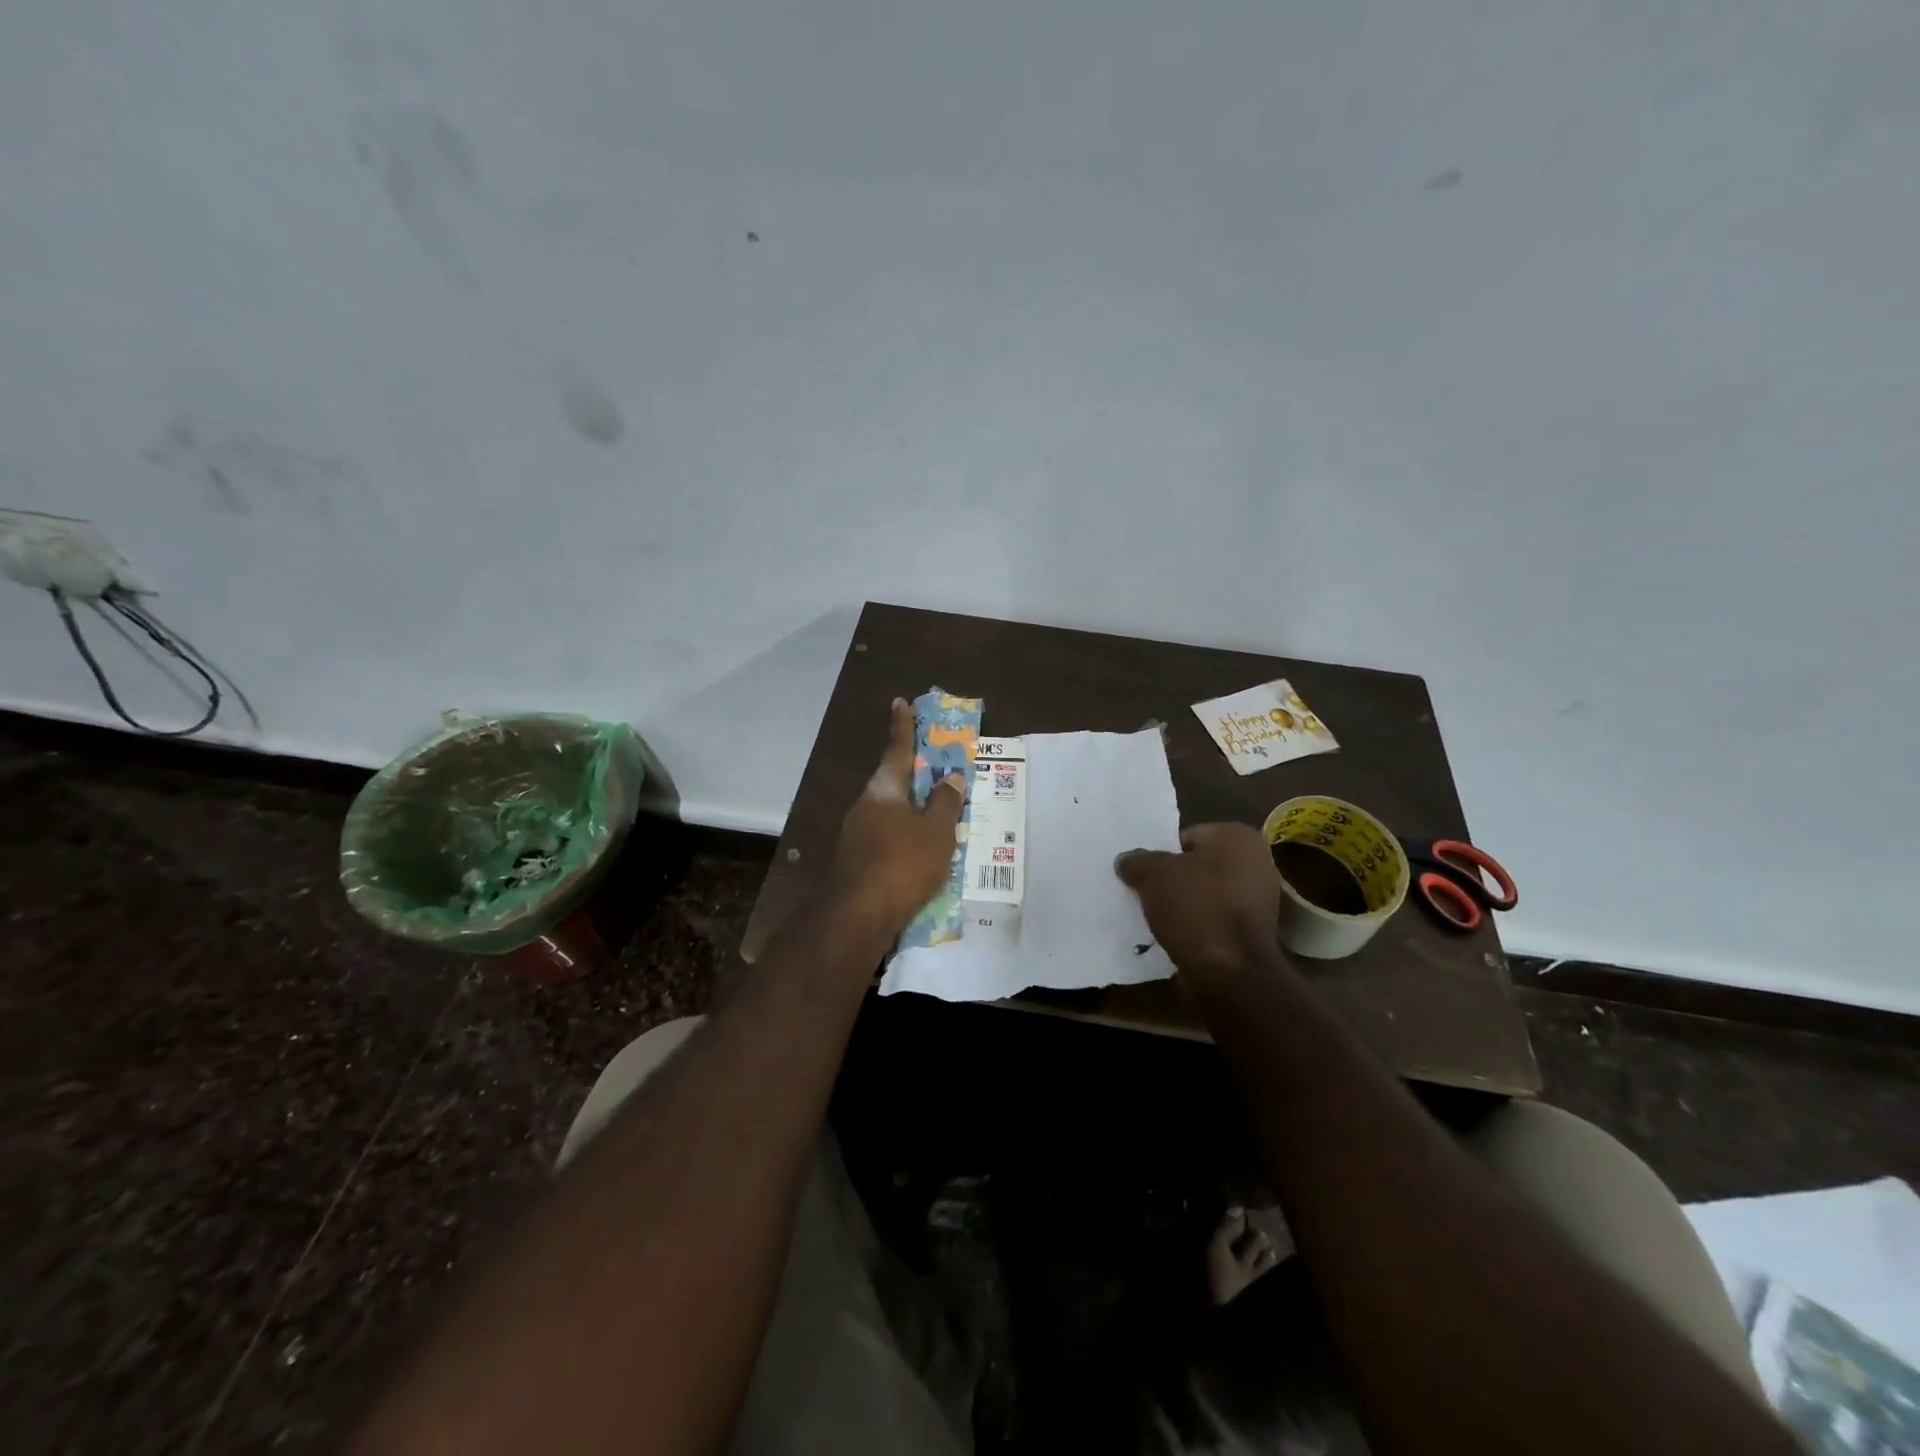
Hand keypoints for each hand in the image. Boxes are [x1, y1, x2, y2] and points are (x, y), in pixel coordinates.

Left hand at [829, 699, 968, 932]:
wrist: (857, 916)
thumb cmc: (902, 864)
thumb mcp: (936, 833)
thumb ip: (945, 803)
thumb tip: (950, 776)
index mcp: (884, 790)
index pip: (897, 749)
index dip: (902, 726)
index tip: (899, 702)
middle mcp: (865, 805)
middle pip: (892, 782)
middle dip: (912, 775)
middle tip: (935, 769)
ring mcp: (856, 834)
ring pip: (889, 812)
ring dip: (910, 809)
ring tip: (936, 816)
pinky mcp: (856, 860)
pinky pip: (886, 837)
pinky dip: (903, 835)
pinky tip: (918, 852)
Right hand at [1115, 823, 1286, 978]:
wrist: (1231, 973)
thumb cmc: (1196, 909)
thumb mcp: (1152, 875)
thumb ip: (1137, 861)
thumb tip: (1127, 861)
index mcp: (1237, 836)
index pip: (1186, 837)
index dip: (1162, 855)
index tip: (1146, 875)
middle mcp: (1257, 861)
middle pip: (1198, 866)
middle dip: (1174, 880)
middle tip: (1148, 894)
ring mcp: (1260, 899)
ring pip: (1207, 894)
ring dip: (1185, 905)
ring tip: (1159, 919)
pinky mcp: (1255, 932)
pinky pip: (1216, 920)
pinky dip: (1198, 926)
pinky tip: (1177, 936)